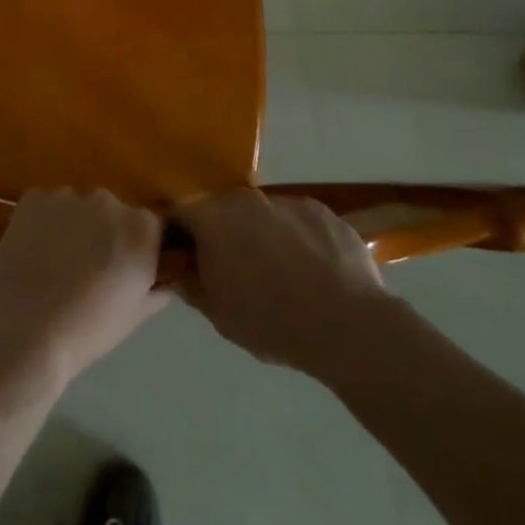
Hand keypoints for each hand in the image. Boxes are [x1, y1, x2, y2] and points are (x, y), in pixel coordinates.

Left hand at [0, 189, 170, 385]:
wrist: (23, 330)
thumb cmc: (87, 330)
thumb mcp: (134, 315)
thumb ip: (155, 289)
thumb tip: (161, 279)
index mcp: (141, 228)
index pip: (149, 227)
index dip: (136, 247)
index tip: (124, 270)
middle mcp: (108, 201)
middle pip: (111, 212)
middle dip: (104, 233)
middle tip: (88, 269)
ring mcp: (68, 196)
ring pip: (77, 208)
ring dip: (73, 227)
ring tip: (55, 262)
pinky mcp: (33, 198)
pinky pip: (45, 206)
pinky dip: (43, 222)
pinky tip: (33, 252)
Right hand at [174, 189, 394, 374]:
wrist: (348, 326)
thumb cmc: (271, 321)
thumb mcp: (218, 314)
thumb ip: (190, 285)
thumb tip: (176, 269)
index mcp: (212, 217)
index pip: (180, 215)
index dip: (179, 236)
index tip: (185, 259)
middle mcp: (245, 198)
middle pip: (222, 211)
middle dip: (223, 235)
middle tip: (233, 270)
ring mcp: (286, 201)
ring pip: (262, 216)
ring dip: (262, 236)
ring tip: (279, 275)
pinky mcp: (322, 211)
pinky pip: (298, 222)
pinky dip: (298, 240)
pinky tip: (312, 273)